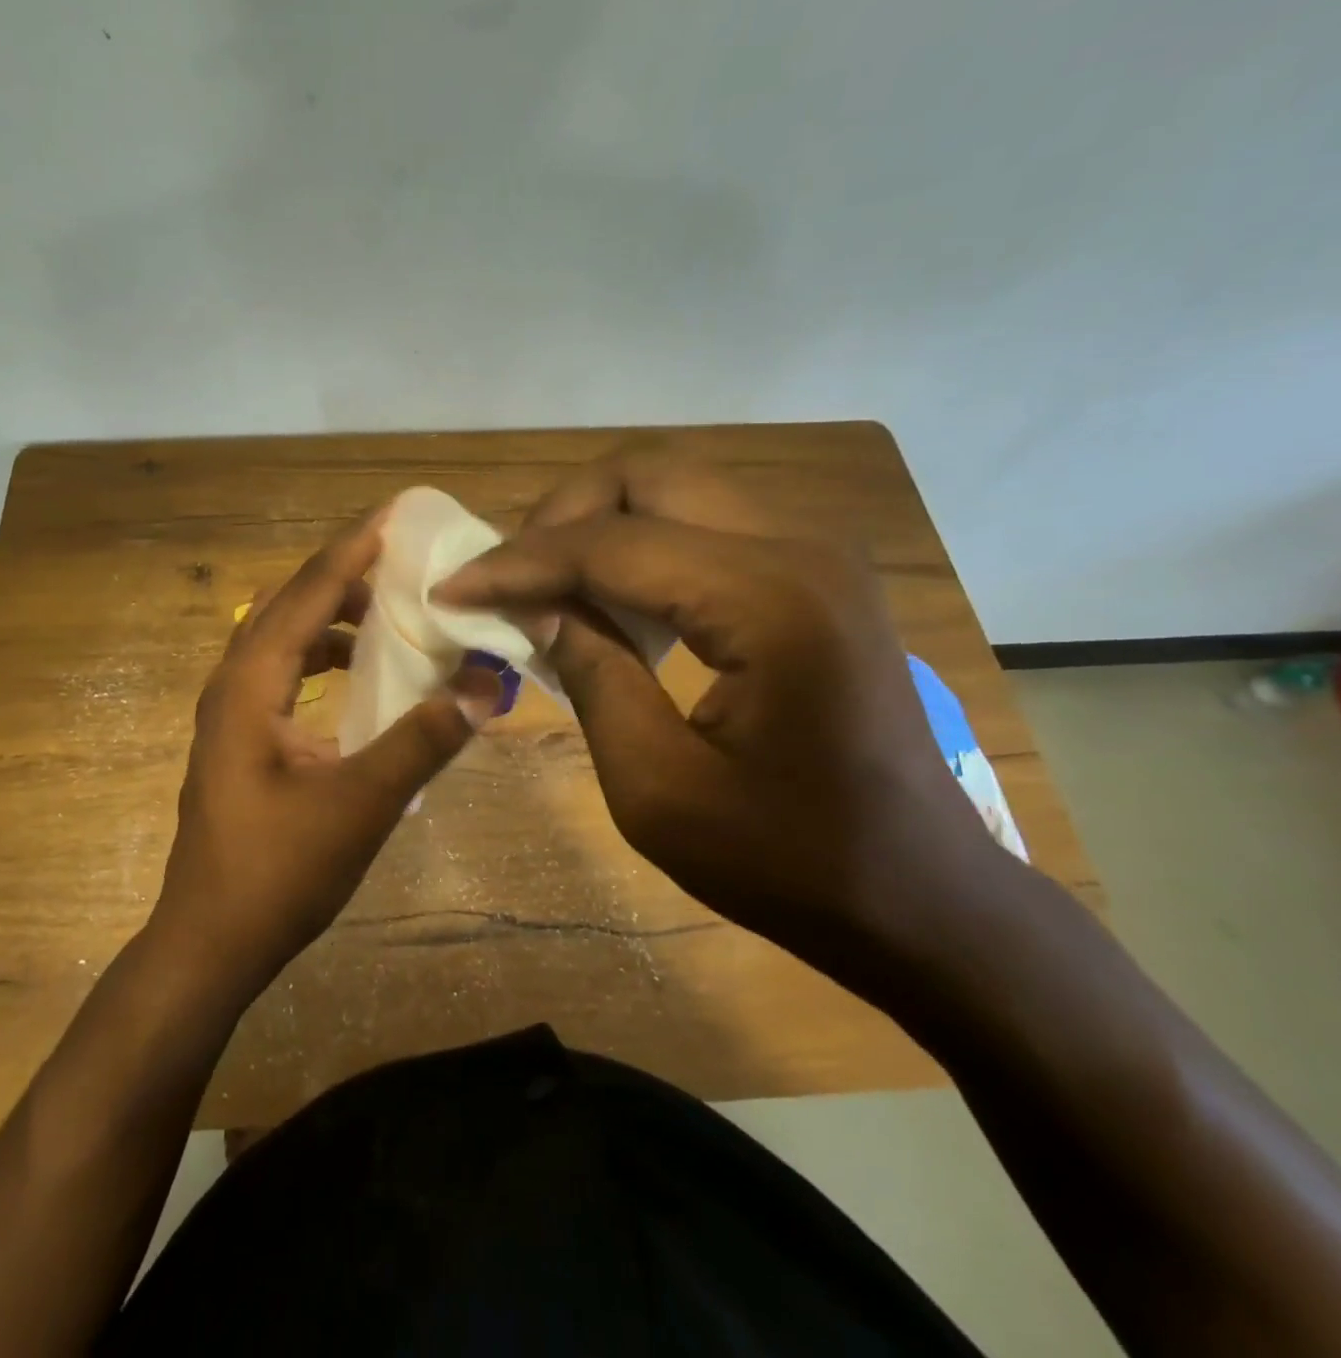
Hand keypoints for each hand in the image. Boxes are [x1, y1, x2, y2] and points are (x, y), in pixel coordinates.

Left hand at [152, 512, 503, 1000]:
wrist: (210, 942)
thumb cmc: (277, 872)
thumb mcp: (360, 804)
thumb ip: (423, 741)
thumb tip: (485, 688)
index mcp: (250, 685)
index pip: (305, 593)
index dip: (352, 550)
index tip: (394, 515)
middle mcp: (233, 686)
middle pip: (288, 606)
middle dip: (344, 576)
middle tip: (402, 561)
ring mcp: (231, 715)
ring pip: (283, 642)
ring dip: (331, 619)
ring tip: (387, 614)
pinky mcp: (240, 742)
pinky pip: (283, 676)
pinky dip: (321, 660)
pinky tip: (356, 678)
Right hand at [434, 444, 1003, 969]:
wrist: (919, 896)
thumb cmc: (789, 862)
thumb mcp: (658, 789)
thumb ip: (593, 677)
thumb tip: (538, 608)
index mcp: (768, 602)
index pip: (611, 545)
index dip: (518, 563)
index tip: (452, 588)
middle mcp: (799, 548)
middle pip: (648, 475)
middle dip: (559, 517)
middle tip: (508, 578)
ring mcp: (815, 554)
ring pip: (677, 487)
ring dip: (598, 524)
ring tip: (547, 586)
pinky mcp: (813, 575)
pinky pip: (705, 523)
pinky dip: (640, 545)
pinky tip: (611, 601)